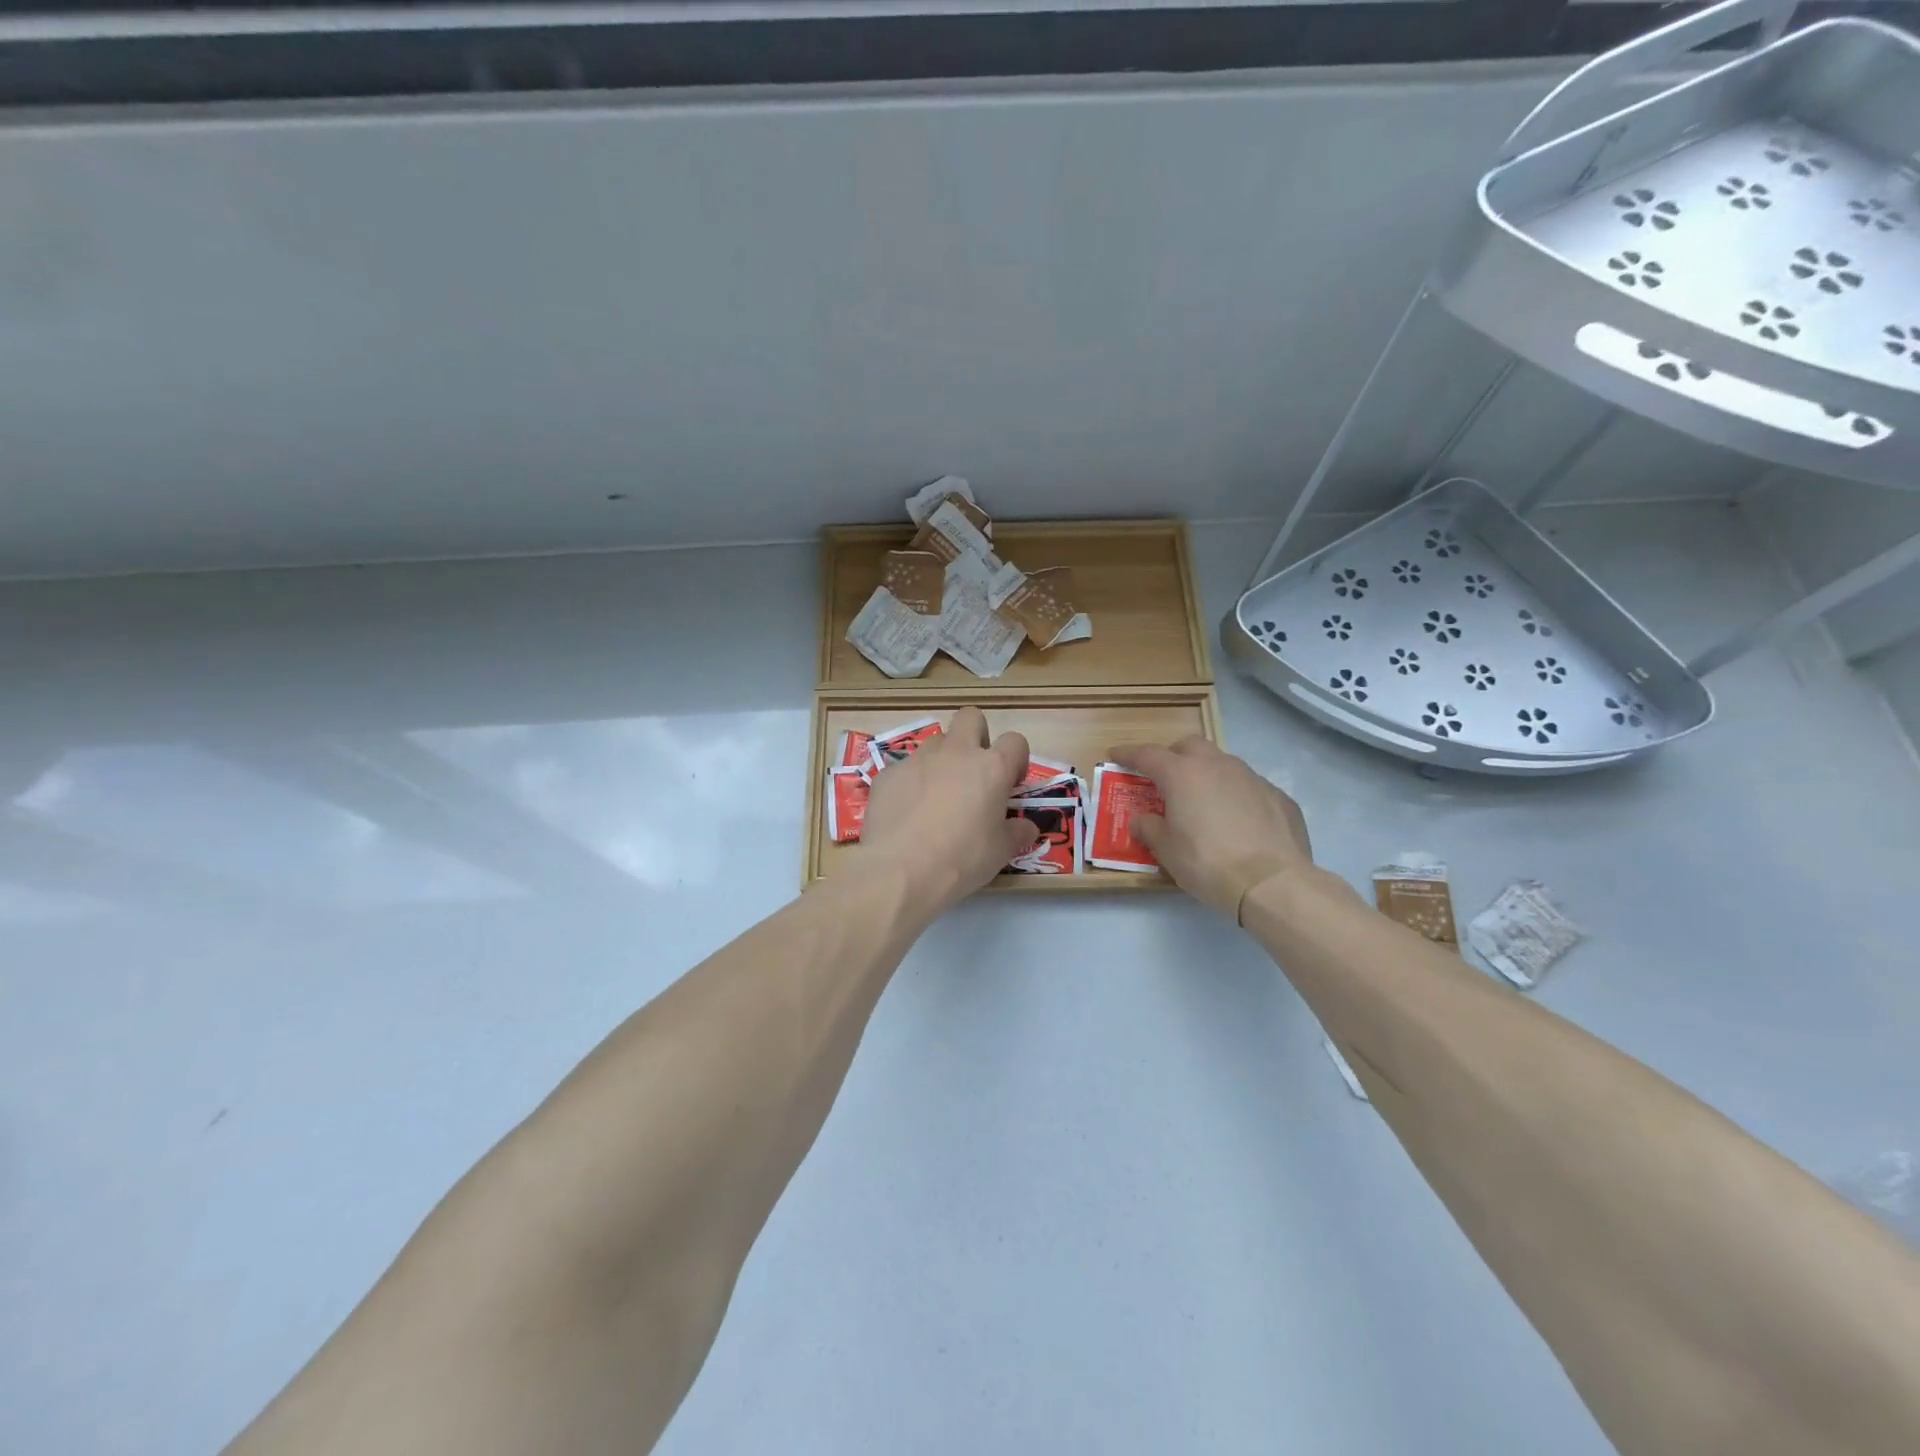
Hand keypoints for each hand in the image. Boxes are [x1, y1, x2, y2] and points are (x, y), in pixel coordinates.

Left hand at [860, 706, 1039, 912]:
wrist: (899, 871)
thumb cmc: (961, 860)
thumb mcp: (1000, 852)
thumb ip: (1017, 832)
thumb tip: (1027, 827)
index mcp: (991, 767)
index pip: (1015, 741)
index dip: (1015, 759)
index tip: (1010, 784)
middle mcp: (955, 753)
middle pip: (970, 717)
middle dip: (976, 736)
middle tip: (974, 773)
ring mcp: (918, 760)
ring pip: (935, 743)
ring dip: (942, 761)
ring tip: (937, 798)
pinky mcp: (888, 774)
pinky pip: (905, 769)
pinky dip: (911, 784)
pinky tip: (907, 814)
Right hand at [1107, 736, 1311, 920]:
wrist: (1273, 882)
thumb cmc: (1208, 863)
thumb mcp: (1167, 851)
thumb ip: (1150, 829)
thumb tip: (1143, 820)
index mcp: (1182, 774)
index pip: (1147, 754)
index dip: (1128, 754)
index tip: (1116, 754)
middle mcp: (1217, 765)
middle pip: (1189, 746)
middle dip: (1173, 756)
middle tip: (1165, 778)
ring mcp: (1251, 777)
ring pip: (1222, 763)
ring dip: (1206, 774)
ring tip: (1202, 802)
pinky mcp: (1278, 796)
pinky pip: (1248, 787)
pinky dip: (1236, 796)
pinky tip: (1237, 822)